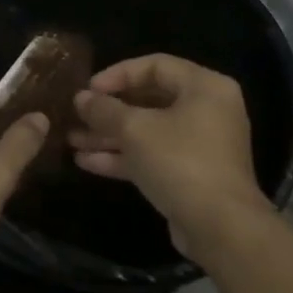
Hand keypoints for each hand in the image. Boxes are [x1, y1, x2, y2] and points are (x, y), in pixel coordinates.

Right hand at [70, 55, 271, 259]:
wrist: (219, 228)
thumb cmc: (180, 162)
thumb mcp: (135, 129)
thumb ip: (104, 109)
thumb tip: (81, 98)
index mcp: (204, 87)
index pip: (155, 65)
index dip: (117, 74)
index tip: (88, 89)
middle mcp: (206, 110)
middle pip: (150, 99)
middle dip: (109, 110)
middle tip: (77, 115)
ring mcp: (200, 145)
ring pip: (148, 131)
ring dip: (110, 135)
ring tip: (72, 141)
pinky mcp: (190, 174)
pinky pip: (153, 155)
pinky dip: (123, 156)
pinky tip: (86, 162)